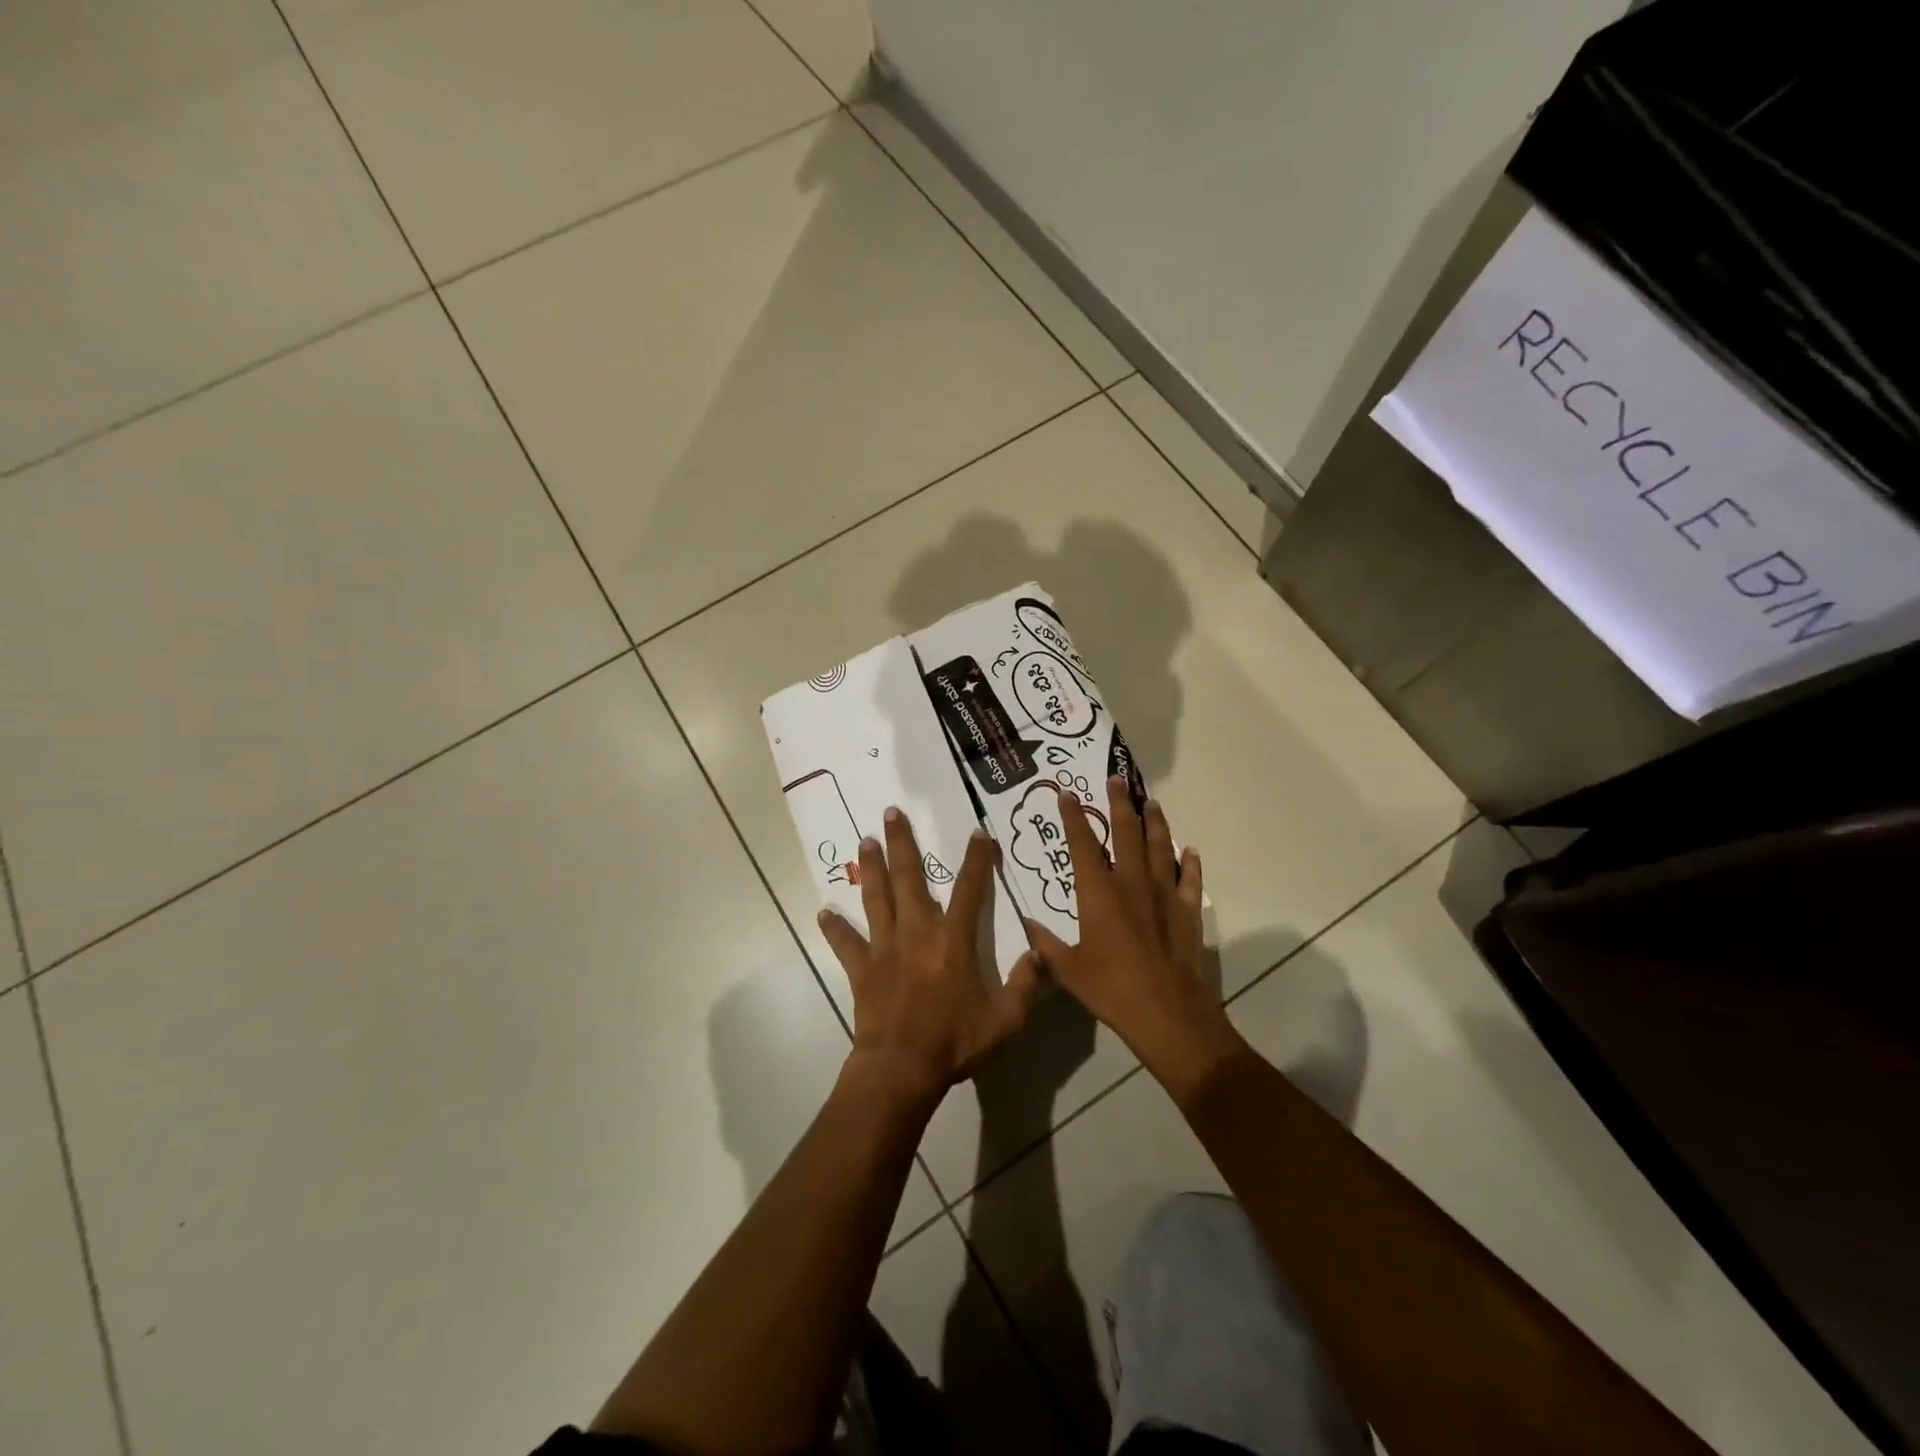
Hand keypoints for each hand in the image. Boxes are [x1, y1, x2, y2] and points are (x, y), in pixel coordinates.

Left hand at [819, 808, 1041, 1106]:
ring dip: (870, 868)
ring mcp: (885, 948)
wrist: (901, 1069)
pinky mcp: (861, 968)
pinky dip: (834, 928)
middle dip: (901, 843)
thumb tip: (1041, 954)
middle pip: (908, 878)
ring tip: (865, 841)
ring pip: (876, 898)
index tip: (978, 834)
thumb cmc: (954, 1042)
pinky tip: (823, 912)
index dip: (977, 860)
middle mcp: (917, 933)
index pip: (970, 890)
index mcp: (953, 941)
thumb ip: (1025, 985)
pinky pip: (845, 943)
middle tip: (891, 813)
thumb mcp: (1004, 1020)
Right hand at [1024, 779, 1244, 1102]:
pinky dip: (1189, 863)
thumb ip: (1046, 944)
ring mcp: (1164, 894)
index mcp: (1098, 893)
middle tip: (1117, 779)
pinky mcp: (1188, 911)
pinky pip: (1190, 879)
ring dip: (1155, 823)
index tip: (1067, 794)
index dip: (1073, 817)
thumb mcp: (1068, 969)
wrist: (1166, 1012)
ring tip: (1151, 803)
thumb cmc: (1111, 989)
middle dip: (1119, 804)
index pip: (1082, 845)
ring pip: (1160, 847)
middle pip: (1126, 833)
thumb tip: (1026, 924)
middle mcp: (1131, 883)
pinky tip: (1189, 851)